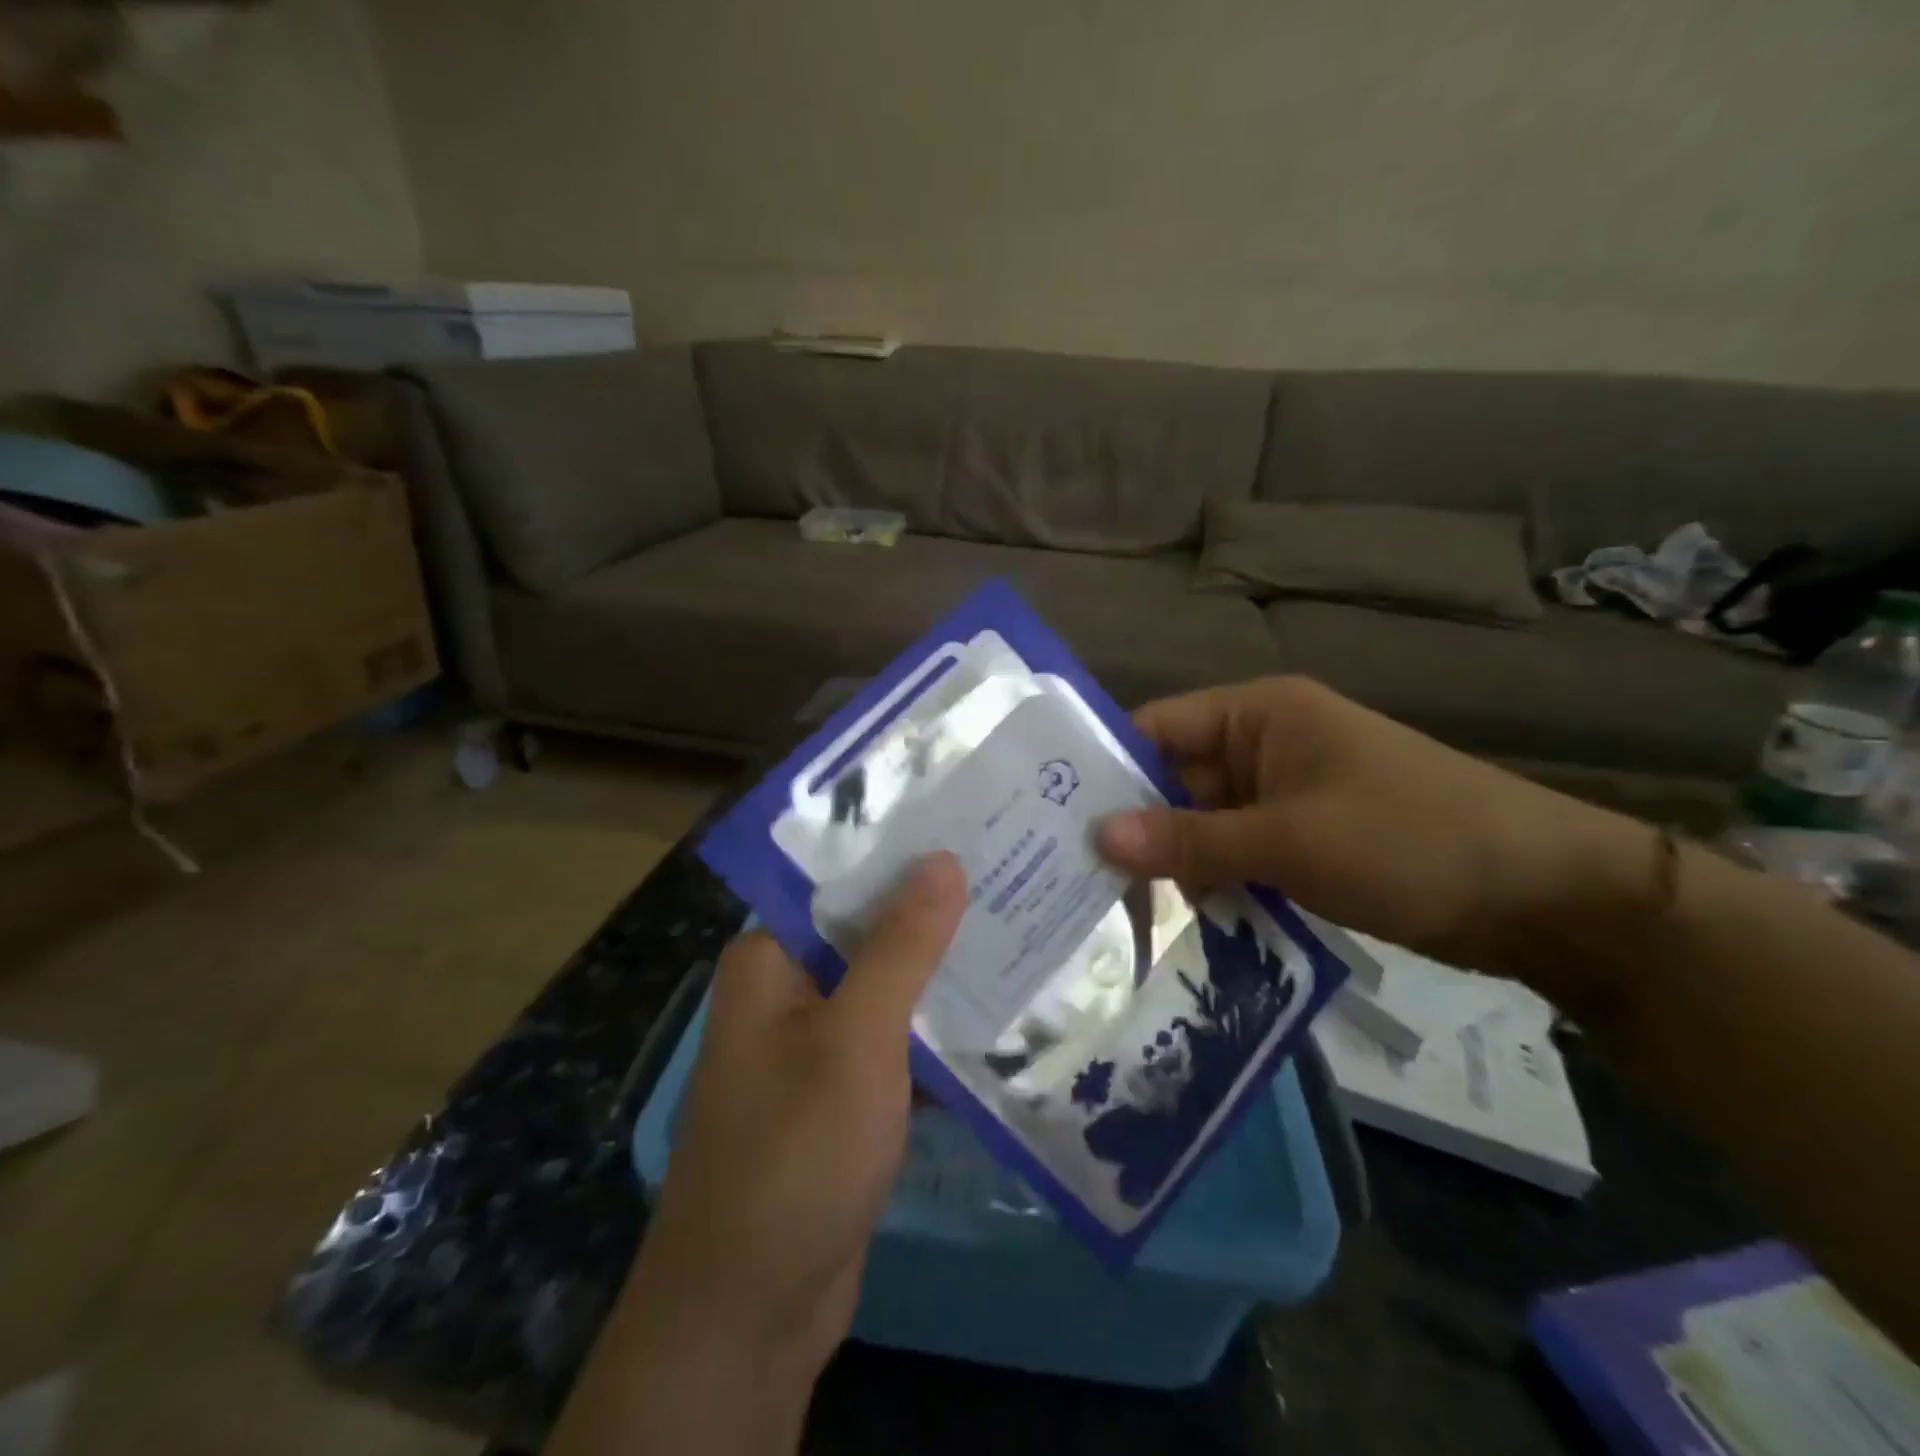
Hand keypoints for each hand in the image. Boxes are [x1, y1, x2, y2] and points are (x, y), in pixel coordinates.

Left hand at [631, 852, 966, 1380]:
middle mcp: (788, 992)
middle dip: (936, 915)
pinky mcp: (843, 1097)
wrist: (750, 1314)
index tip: (971, 829)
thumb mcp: (856, 1038)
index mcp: (772, 961)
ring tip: (1023, 929)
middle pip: (871, 934)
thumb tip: (941, 859)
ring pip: (889, 991)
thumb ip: (900, 946)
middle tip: (1014, 875)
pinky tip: (1004, 1013)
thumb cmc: (795, 1152)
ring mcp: (816, 1048)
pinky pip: (897, 1045)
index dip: (904, 855)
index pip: (842, 882)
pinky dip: (938, 1034)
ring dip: (944, 975)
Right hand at [1096, 676, 1654, 981]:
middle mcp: (1262, 746)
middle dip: (1134, 827)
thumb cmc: (1410, 838)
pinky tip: (1178, 922)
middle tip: (1070, 877)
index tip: (1054, 817)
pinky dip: (1211, 883)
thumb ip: (1190, 838)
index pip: (1156, 728)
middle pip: (1174, 780)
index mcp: (1258, 714)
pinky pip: (1235, 854)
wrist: (1544, 896)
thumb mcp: (1291, 838)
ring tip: (1112, 909)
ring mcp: (1283, 797)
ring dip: (1173, 863)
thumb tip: (1096, 837)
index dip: (1107, 768)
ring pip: (1202, 824)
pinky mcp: (1302, 842)